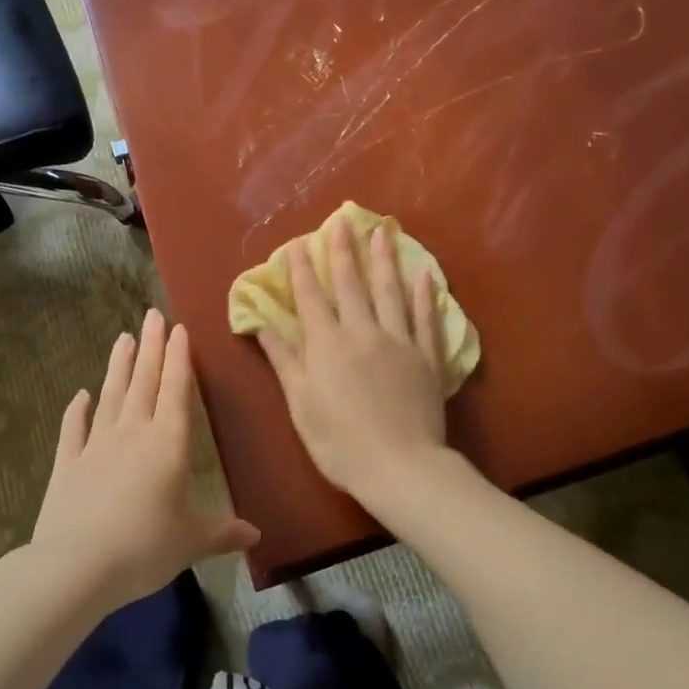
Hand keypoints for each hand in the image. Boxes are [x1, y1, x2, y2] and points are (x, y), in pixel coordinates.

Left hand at [29, 309, 259, 614]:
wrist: (75, 566)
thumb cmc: (144, 548)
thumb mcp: (192, 542)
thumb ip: (223, 533)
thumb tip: (256, 535)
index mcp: (167, 444)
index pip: (175, 391)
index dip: (178, 359)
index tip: (178, 329)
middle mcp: (131, 434)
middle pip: (143, 382)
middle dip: (150, 347)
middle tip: (151, 315)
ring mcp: (95, 445)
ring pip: (110, 395)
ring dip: (118, 366)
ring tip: (122, 337)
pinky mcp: (67, 464)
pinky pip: (73, 429)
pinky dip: (76, 411)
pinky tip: (80, 395)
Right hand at [255, 219, 447, 510]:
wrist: (400, 467)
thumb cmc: (340, 442)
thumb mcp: (301, 405)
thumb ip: (285, 361)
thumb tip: (262, 325)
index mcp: (328, 345)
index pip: (311, 298)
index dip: (302, 270)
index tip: (297, 244)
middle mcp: (362, 332)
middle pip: (351, 285)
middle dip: (342, 251)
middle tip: (340, 221)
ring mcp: (399, 342)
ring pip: (390, 291)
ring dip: (384, 259)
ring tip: (381, 231)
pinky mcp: (426, 357)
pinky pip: (426, 319)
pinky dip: (425, 295)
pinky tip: (424, 274)